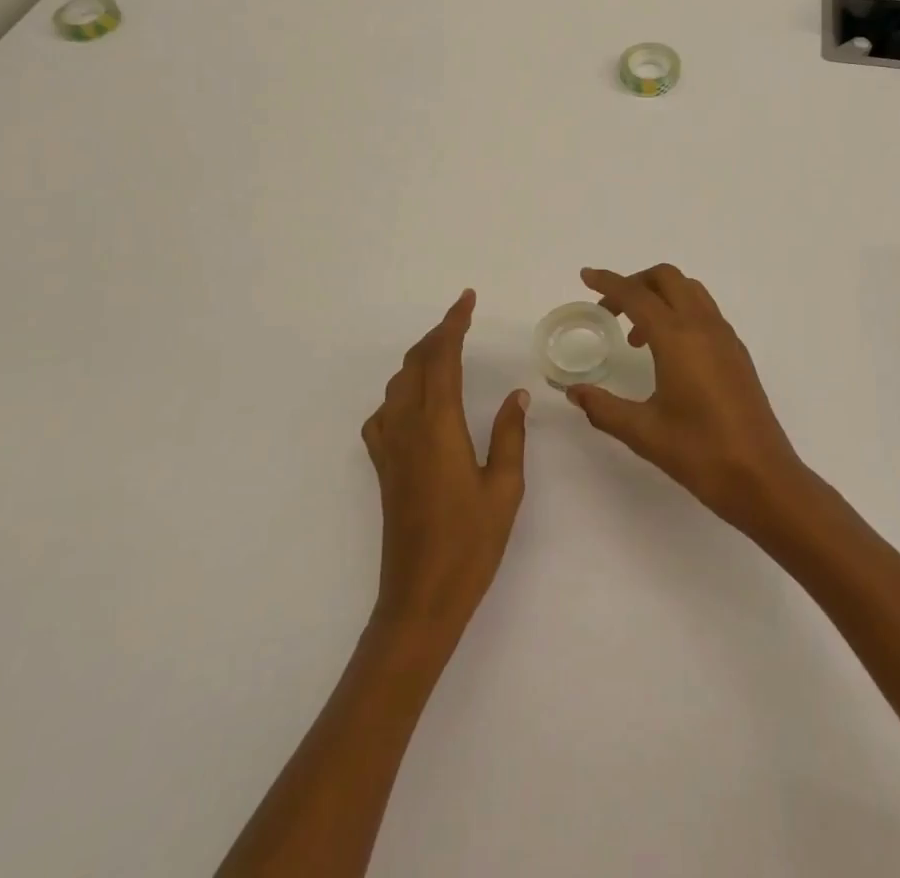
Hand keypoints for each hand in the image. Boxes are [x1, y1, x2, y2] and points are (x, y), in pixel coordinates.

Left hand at [361, 290, 528, 642]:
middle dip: (437, 335)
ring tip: (445, 352)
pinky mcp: (382, 468)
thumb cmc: (470, 544)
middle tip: (462, 320)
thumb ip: (510, 435)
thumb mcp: (504, 488)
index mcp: (439, 426)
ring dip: (420, 359)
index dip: (454, 324)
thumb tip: (516, 395)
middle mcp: (406, 427)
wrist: (419, 600)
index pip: (442, 358)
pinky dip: (400, 392)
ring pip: (397, 385)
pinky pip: (383, 414)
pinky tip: (415, 403)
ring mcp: (389, 448)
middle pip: (415, 364)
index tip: (467, 299)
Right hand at [566, 265, 806, 529]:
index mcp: (678, 338)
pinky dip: (680, 312)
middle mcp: (703, 326)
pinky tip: (668, 352)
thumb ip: (604, 407)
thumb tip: (574, 392)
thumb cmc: (700, 453)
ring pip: (690, 290)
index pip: (636, 295)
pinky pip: (705, 311)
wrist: (763, 478)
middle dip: (635, 283)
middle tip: (610, 310)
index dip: (608, 282)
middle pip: (666, 278)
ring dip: (659, 296)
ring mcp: (725, 338)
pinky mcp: (737, 353)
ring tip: (637, 335)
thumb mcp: (643, 432)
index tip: (586, 276)